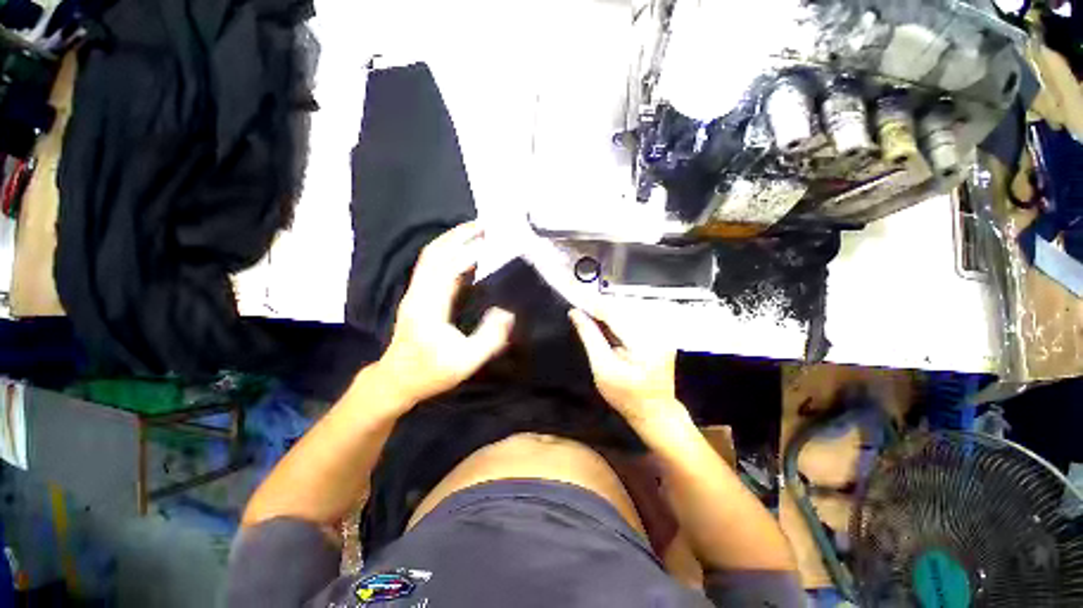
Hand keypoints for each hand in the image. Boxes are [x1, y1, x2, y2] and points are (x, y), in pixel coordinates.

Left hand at [374, 222, 514, 404]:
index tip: (490, 238)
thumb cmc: (430, 373)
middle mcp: (419, 293)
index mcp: (429, 306)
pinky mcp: (419, 297)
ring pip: (431, 257)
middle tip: (484, 225)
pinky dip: (451, 255)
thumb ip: (489, 338)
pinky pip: (434, 268)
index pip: (446, 267)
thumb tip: (507, 312)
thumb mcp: (465, 362)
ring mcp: (416, 293)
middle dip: (458, 235)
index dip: (467, 250)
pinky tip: (468, 256)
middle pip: (434, 253)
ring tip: (478, 234)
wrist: (396, 380)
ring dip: (453, 241)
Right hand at [568, 308, 684, 427]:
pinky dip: (617, 314)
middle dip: (600, 304)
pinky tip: (605, 319)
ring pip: (628, 307)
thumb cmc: (626, 396)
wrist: (655, 411)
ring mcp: (661, 330)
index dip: (593, 303)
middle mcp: (657, 331)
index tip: (575, 298)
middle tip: (580, 306)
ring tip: (589, 312)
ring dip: (608, 308)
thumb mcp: (602, 368)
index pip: (615, 312)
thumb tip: (576, 313)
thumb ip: (590, 337)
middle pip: (622, 306)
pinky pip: (635, 314)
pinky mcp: (660, 331)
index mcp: (644, 342)